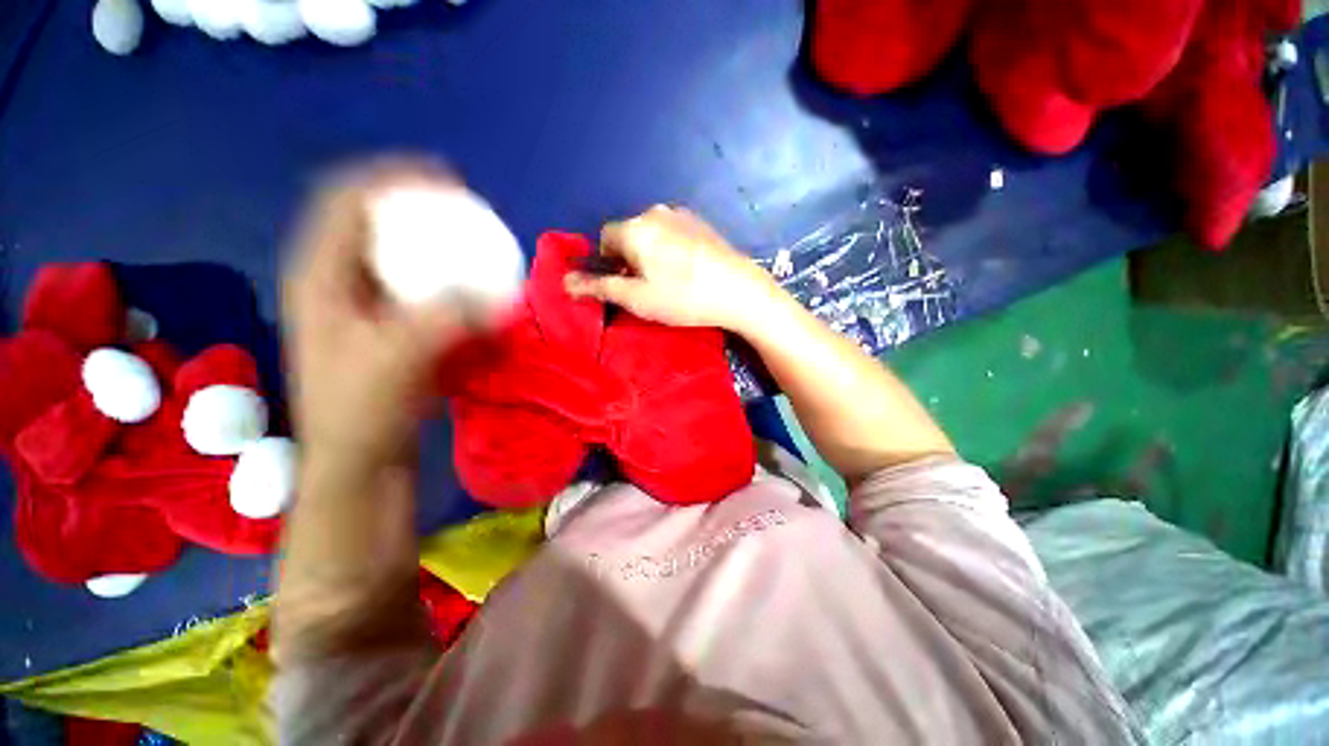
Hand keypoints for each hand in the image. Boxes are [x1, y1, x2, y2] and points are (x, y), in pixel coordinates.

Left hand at [282, 160, 472, 476]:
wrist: (360, 460)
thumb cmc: (361, 412)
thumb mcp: (395, 361)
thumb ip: (440, 320)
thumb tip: (493, 294)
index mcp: (321, 278)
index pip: (346, 200)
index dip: (391, 177)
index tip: (445, 179)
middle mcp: (338, 283)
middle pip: (373, 222)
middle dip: (418, 208)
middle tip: (466, 212)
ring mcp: (362, 307)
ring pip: (396, 255)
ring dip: (433, 244)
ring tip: (471, 245)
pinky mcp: (387, 328)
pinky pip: (416, 287)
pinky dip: (443, 279)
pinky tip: (470, 289)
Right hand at [563, 205, 778, 332]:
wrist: (739, 290)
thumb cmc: (683, 297)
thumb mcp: (636, 298)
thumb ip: (599, 288)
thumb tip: (564, 282)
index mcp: (634, 227)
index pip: (604, 238)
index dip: (609, 264)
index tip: (626, 285)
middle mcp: (654, 212)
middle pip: (627, 234)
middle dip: (629, 259)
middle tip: (648, 287)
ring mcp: (681, 214)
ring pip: (650, 234)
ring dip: (650, 254)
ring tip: (670, 281)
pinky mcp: (701, 222)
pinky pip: (672, 233)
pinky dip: (670, 249)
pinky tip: (688, 270)